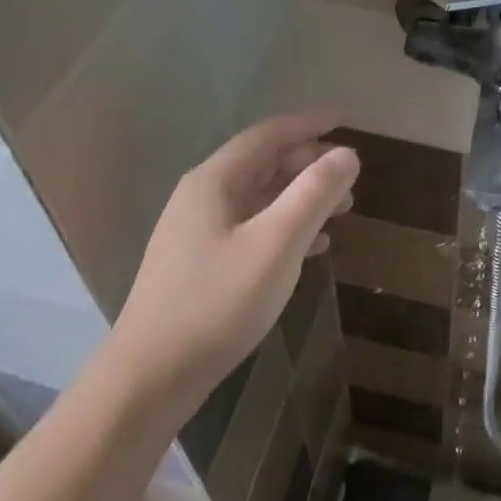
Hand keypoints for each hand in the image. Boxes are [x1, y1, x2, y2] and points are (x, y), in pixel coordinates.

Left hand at [107, 113, 358, 404]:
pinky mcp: (201, 263)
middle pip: (263, 163)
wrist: (150, 378)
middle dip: (310, 164)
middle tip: (351, 177)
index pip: (267, 135)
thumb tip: (348, 154)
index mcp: (214, 182)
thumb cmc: (217, 303)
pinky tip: (314, 246)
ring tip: (343, 209)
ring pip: (260, 197)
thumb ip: (314, 194)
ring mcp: (198, 232)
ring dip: (302, 196)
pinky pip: (252, 227)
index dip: (308, 124)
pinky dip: (286, 225)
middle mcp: (202, 197)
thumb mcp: (276, 244)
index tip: (345, 121)